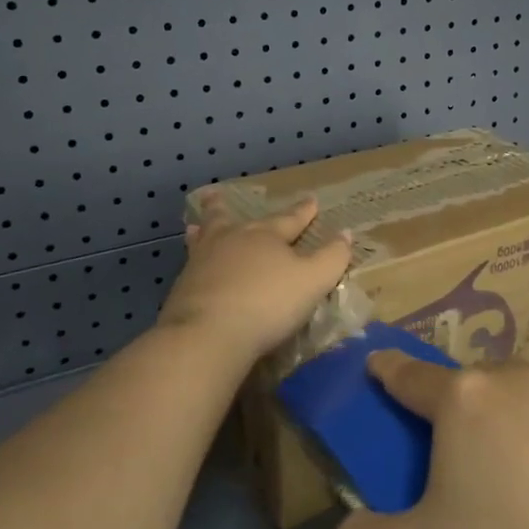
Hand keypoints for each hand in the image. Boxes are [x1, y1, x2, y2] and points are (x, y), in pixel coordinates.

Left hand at [156, 193, 353, 365]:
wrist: (208, 333)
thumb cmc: (268, 303)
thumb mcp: (313, 281)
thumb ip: (332, 257)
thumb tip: (345, 233)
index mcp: (265, 236)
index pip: (289, 219)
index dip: (303, 211)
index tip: (311, 199)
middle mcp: (231, 240)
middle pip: (231, 219)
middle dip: (230, 207)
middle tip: (219, 194)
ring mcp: (202, 261)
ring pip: (204, 238)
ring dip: (203, 229)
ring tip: (195, 226)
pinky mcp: (183, 286)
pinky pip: (191, 264)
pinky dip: (193, 259)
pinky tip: (191, 265)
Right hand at [333, 353, 528, 528]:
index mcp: (461, 398)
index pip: (408, 374)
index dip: (386, 369)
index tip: (375, 364)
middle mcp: (511, 379)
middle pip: (463, 385)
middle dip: (447, 408)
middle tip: (447, 460)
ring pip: (511, 395)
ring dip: (497, 420)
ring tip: (504, 478)